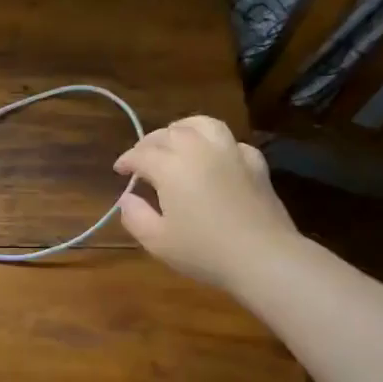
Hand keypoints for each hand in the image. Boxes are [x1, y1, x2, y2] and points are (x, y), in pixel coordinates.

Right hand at [113, 117, 298, 293]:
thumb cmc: (204, 251)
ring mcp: (230, 152)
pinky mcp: (255, 163)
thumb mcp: (157, 241)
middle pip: (168, 133)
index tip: (119, 170)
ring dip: (183, 128)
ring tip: (176, 139)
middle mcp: (198, 150)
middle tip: (142, 158)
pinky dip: (216, 144)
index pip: (141, 154)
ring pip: (202, 125)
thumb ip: (135, 216)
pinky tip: (214, 157)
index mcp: (170, 167)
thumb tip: (127, 198)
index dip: (127, 160)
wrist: (263, 257)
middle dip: (150, 143)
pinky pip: (231, 142)